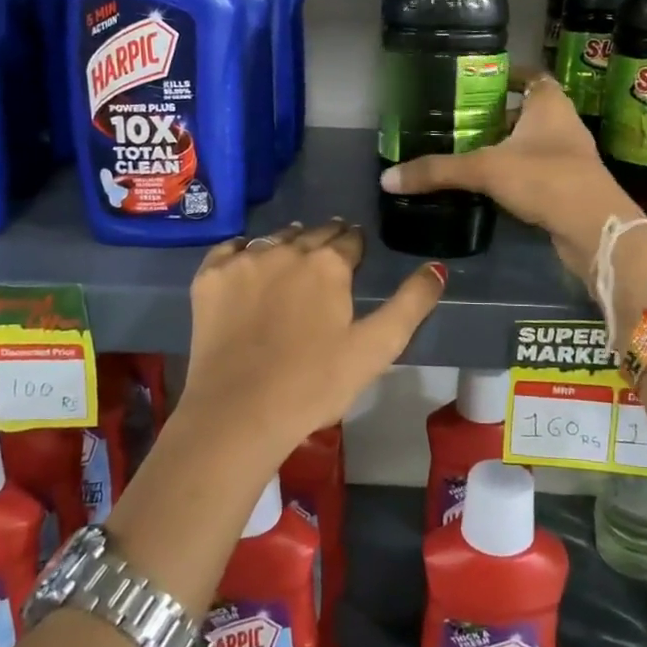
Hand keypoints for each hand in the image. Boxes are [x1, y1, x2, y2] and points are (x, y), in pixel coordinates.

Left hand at [175, 218, 445, 462]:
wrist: (239, 412)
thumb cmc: (315, 384)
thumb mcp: (376, 348)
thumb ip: (411, 304)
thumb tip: (437, 267)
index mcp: (328, 264)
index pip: (349, 239)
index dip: (355, 246)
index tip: (355, 254)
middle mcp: (285, 249)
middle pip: (312, 233)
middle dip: (325, 240)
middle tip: (328, 254)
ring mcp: (243, 260)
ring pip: (273, 239)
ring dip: (287, 244)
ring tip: (292, 257)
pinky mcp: (209, 277)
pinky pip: (230, 249)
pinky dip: (242, 252)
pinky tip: (247, 265)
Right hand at [378, 71, 641, 278]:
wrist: (595, 230)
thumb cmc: (546, 180)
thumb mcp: (486, 169)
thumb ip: (438, 171)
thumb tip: (387, 178)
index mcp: (549, 104)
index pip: (530, 75)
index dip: (505, 74)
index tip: (475, 80)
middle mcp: (562, 123)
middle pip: (526, 109)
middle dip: (495, 114)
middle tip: (458, 118)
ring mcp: (568, 156)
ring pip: (529, 142)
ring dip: (503, 145)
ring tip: (465, 149)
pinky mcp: (566, 186)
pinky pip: (534, 170)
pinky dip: (513, 172)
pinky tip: (487, 184)